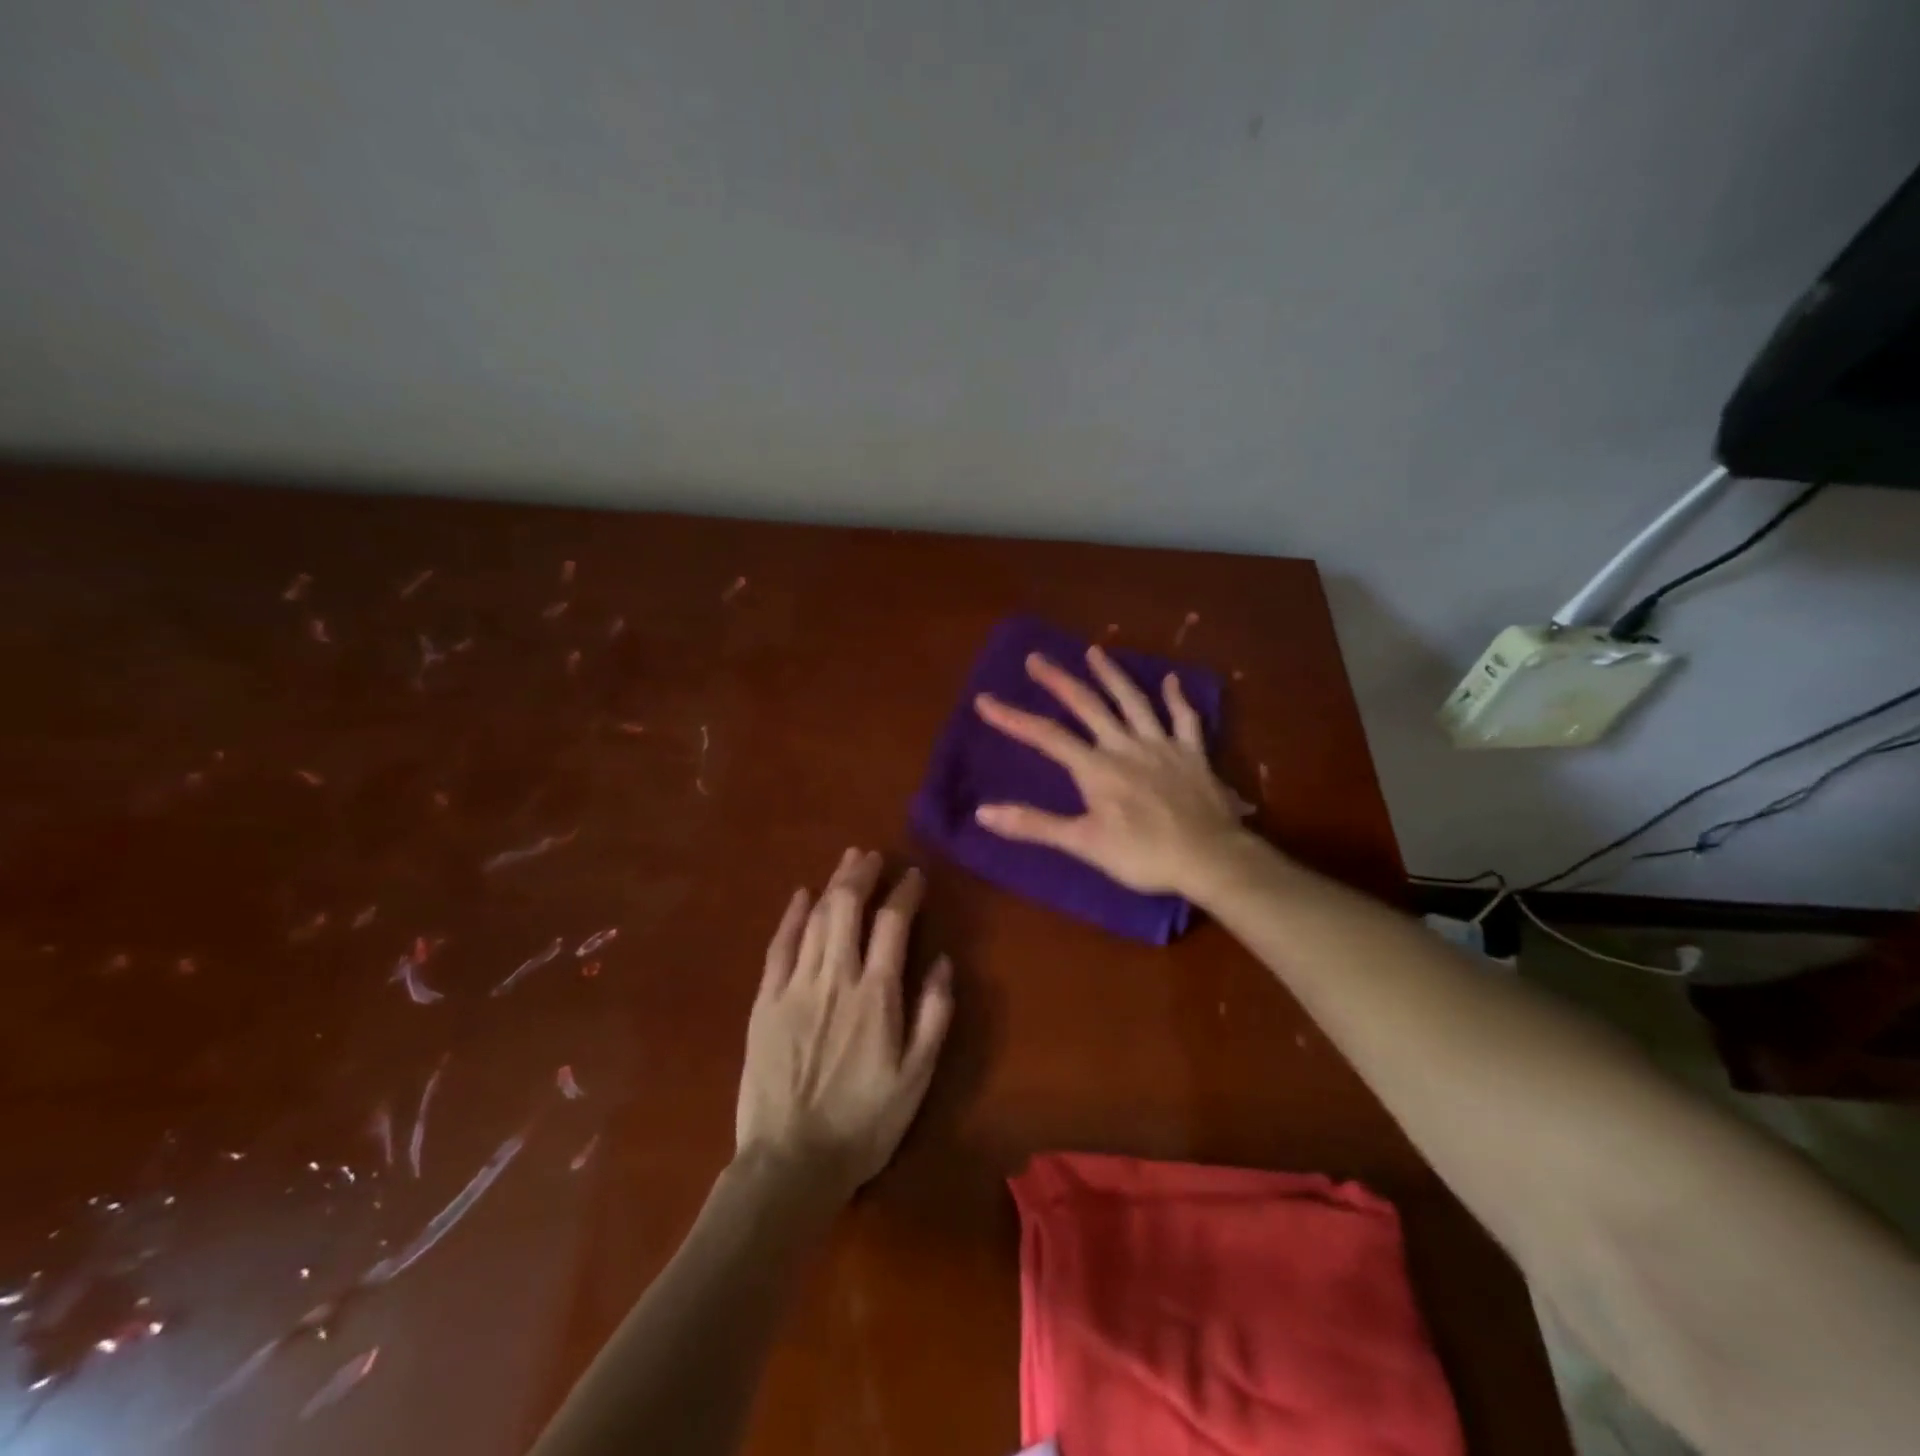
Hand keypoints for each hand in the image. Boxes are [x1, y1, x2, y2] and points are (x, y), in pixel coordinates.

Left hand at [736, 849, 954, 1197]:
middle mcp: (835, 978)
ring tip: (846, 862)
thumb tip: (942, 962)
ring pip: (815, 919)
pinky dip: (791, 916)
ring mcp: (795, 987)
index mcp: (876, 995)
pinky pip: (779, 947)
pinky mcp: (765, 1001)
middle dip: (861, 874)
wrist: (790, 1163)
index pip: (893, 925)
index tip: (914, 876)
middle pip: (847, 908)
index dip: (904, 893)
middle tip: (872, 855)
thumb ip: (933, 1015)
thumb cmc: (863, 1123)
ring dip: (832, 885)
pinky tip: (800, 896)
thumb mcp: (916, 1077)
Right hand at [972, 646, 1248, 899]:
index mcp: (1097, 768)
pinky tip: (1171, 680)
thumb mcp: (1083, 843)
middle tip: (1036, 658)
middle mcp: (1126, 746)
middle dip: (1059, 681)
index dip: (1013, 717)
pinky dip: (1177, 699)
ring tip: (1094, 651)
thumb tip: (983, 812)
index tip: (985, 699)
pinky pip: (1185, 720)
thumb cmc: (1143, 855)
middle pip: (1088, 706)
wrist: (1209, 858)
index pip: (1047, 736)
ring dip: (1112, 675)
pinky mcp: (1193, 754)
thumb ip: (1034, 825)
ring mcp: (1162, 745)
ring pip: (1134, 701)